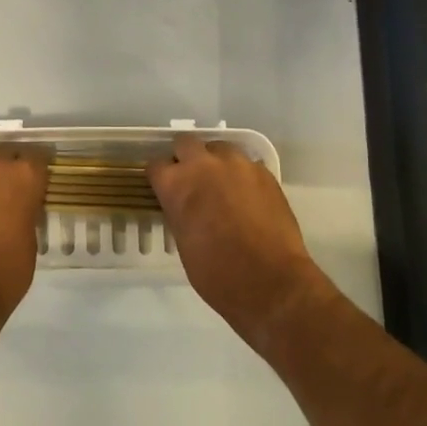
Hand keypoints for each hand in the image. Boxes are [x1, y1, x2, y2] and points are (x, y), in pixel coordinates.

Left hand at [0, 143, 49, 354]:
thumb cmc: (4, 274)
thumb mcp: (30, 241)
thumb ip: (26, 213)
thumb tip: (18, 208)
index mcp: (21, 176)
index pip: (37, 158)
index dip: (37, 172)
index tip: (38, 185)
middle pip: (4, 158)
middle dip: (8, 174)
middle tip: (11, 197)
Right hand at [148, 136, 328, 348]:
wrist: (271, 282)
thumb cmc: (217, 273)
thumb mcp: (183, 243)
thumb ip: (179, 212)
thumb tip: (183, 205)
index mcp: (176, 184)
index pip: (156, 165)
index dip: (160, 178)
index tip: (164, 189)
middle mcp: (204, 165)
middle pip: (185, 143)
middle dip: (184, 158)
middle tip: (192, 181)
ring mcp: (237, 165)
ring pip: (219, 148)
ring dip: (215, 162)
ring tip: (222, 186)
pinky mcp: (264, 172)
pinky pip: (246, 164)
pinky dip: (241, 175)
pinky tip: (247, 197)